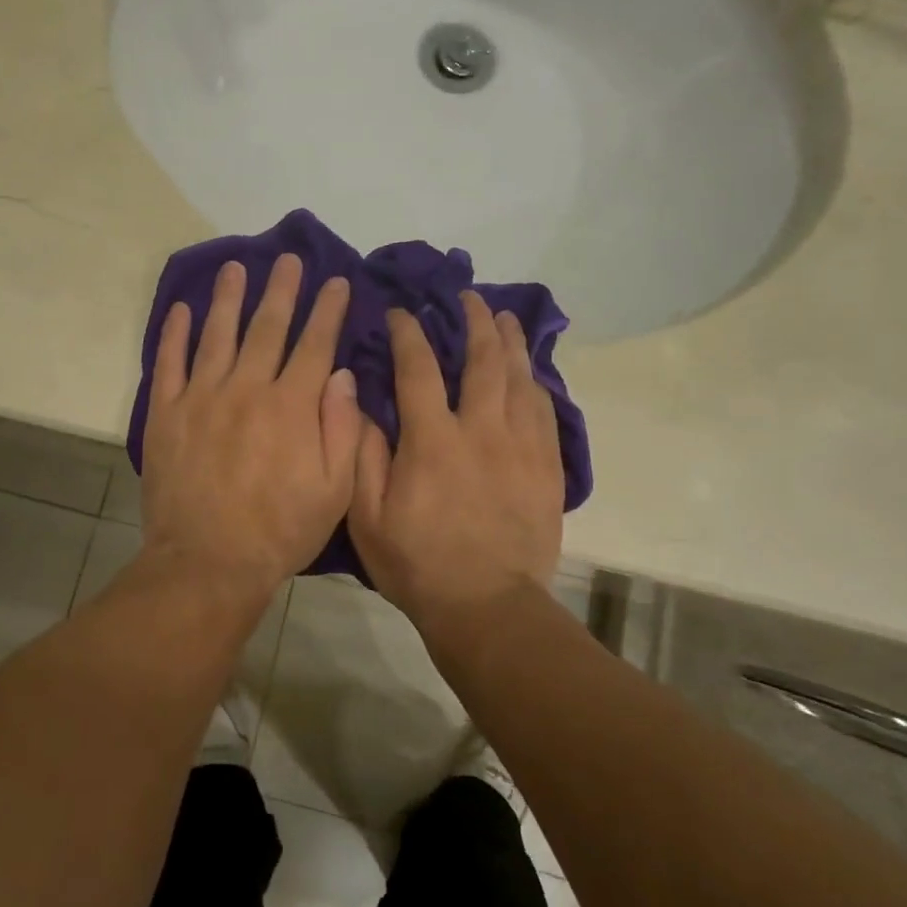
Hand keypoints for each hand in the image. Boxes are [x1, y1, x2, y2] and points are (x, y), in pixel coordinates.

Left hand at [141, 254, 359, 598]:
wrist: (208, 561)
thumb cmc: (280, 531)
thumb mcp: (334, 490)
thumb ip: (341, 428)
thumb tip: (340, 374)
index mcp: (292, 406)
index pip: (314, 344)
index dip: (327, 310)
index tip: (336, 282)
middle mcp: (247, 388)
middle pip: (267, 327)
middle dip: (282, 290)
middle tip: (288, 259)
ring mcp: (201, 397)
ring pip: (218, 334)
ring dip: (228, 298)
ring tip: (235, 268)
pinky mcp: (166, 413)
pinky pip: (169, 362)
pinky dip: (175, 333)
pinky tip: (181, 309)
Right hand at [349, 291, 563, 633]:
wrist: (487, 607)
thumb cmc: (417, 564)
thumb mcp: (368, 516)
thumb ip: (363, 454)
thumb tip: (358, 400)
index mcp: (433, 440)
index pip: (419, 369)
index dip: (409, 334)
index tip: (401, 312)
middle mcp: (481, 431)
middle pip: (483, 361)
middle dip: (474, 323)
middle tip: (469, 298)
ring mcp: (521, 448)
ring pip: (520, 380)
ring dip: (511, 343)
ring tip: (505, 319)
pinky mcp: (547, 469)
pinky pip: (546, 413)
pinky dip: (536, 385)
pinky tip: (532, 373)